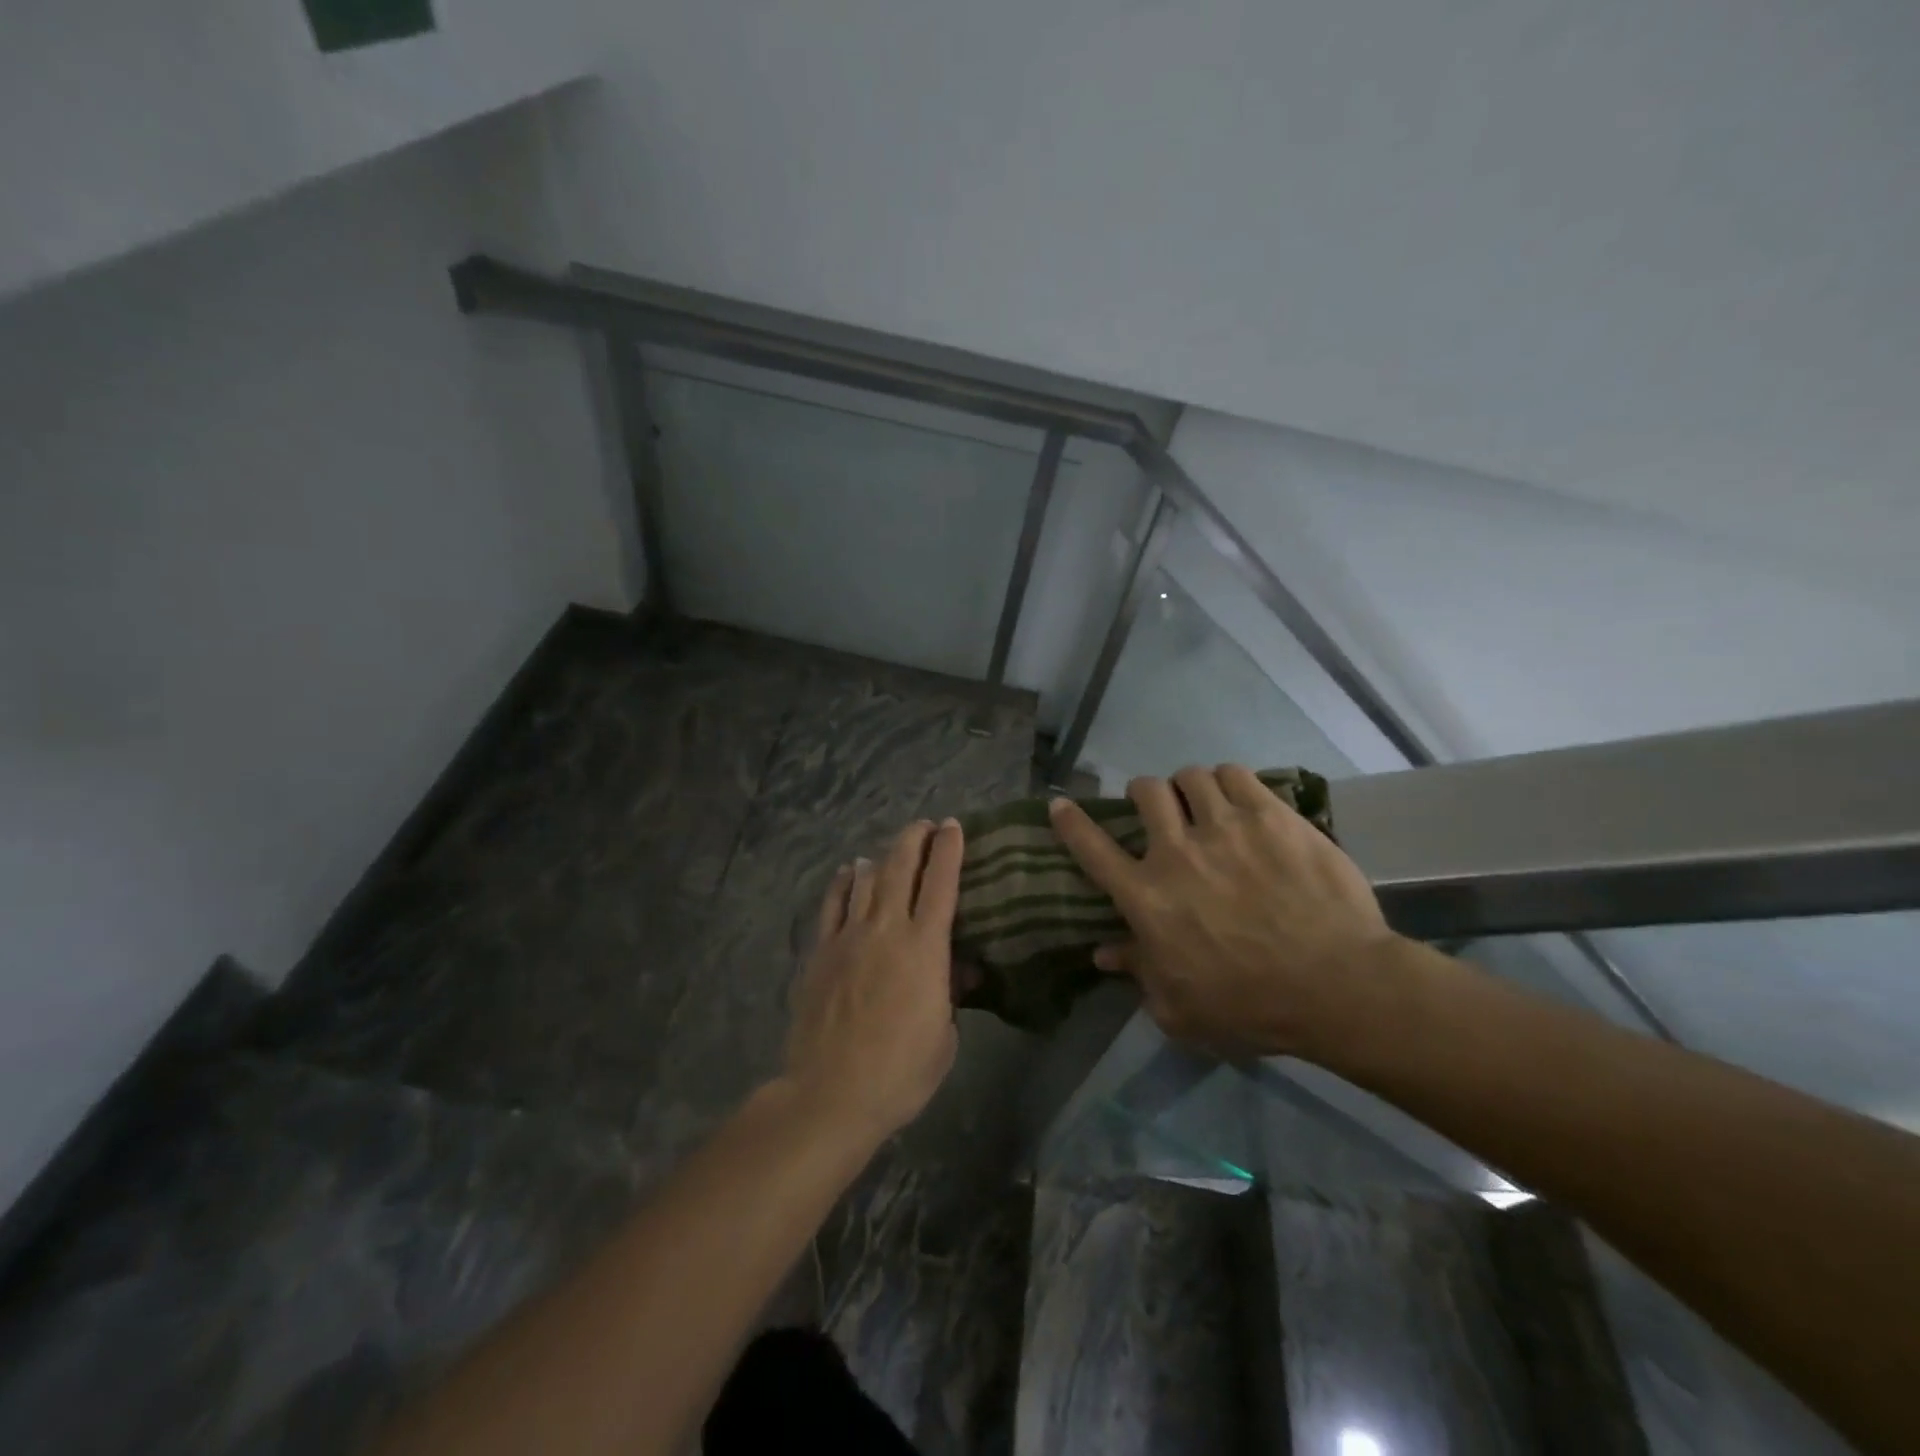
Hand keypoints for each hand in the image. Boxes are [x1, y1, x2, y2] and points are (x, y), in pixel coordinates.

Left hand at [783, 818, 964, 1142]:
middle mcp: (886, 929)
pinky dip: (841, 883)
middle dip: (914, 839)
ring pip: (865, 880)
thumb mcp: (945, 1037)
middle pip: (900, 868)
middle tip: (924, 825)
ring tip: (889, 849)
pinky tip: (846, 872)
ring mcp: (848, 937)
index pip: (940, 883)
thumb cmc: (900, 1072)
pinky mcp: (820, 952)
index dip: (948, 849)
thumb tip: (955, 970)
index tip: (953, 826)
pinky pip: (832, 905)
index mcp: (924, 948)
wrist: (831, 1093)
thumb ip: (950, 994)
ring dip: (880, 858)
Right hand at [1048, 764, 1397, 1059]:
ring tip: (1203, 800)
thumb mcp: (1180, 1008)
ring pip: (1190, 777)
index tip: (1060, 805)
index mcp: (1147, 897)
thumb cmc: (1251, 1006)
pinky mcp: (1270, 816)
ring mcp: (1225, 827)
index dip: (1070, 823)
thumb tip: (1103, 953)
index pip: (1093, 849)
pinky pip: (1235, 774)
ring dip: (1188, 786)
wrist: (1336, 985)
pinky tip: (1237, 797)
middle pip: (1145, 793)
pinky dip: (1228, 780)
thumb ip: (1138, 974)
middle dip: (1143, 793)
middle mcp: (1176, 852)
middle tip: (1158, 807)